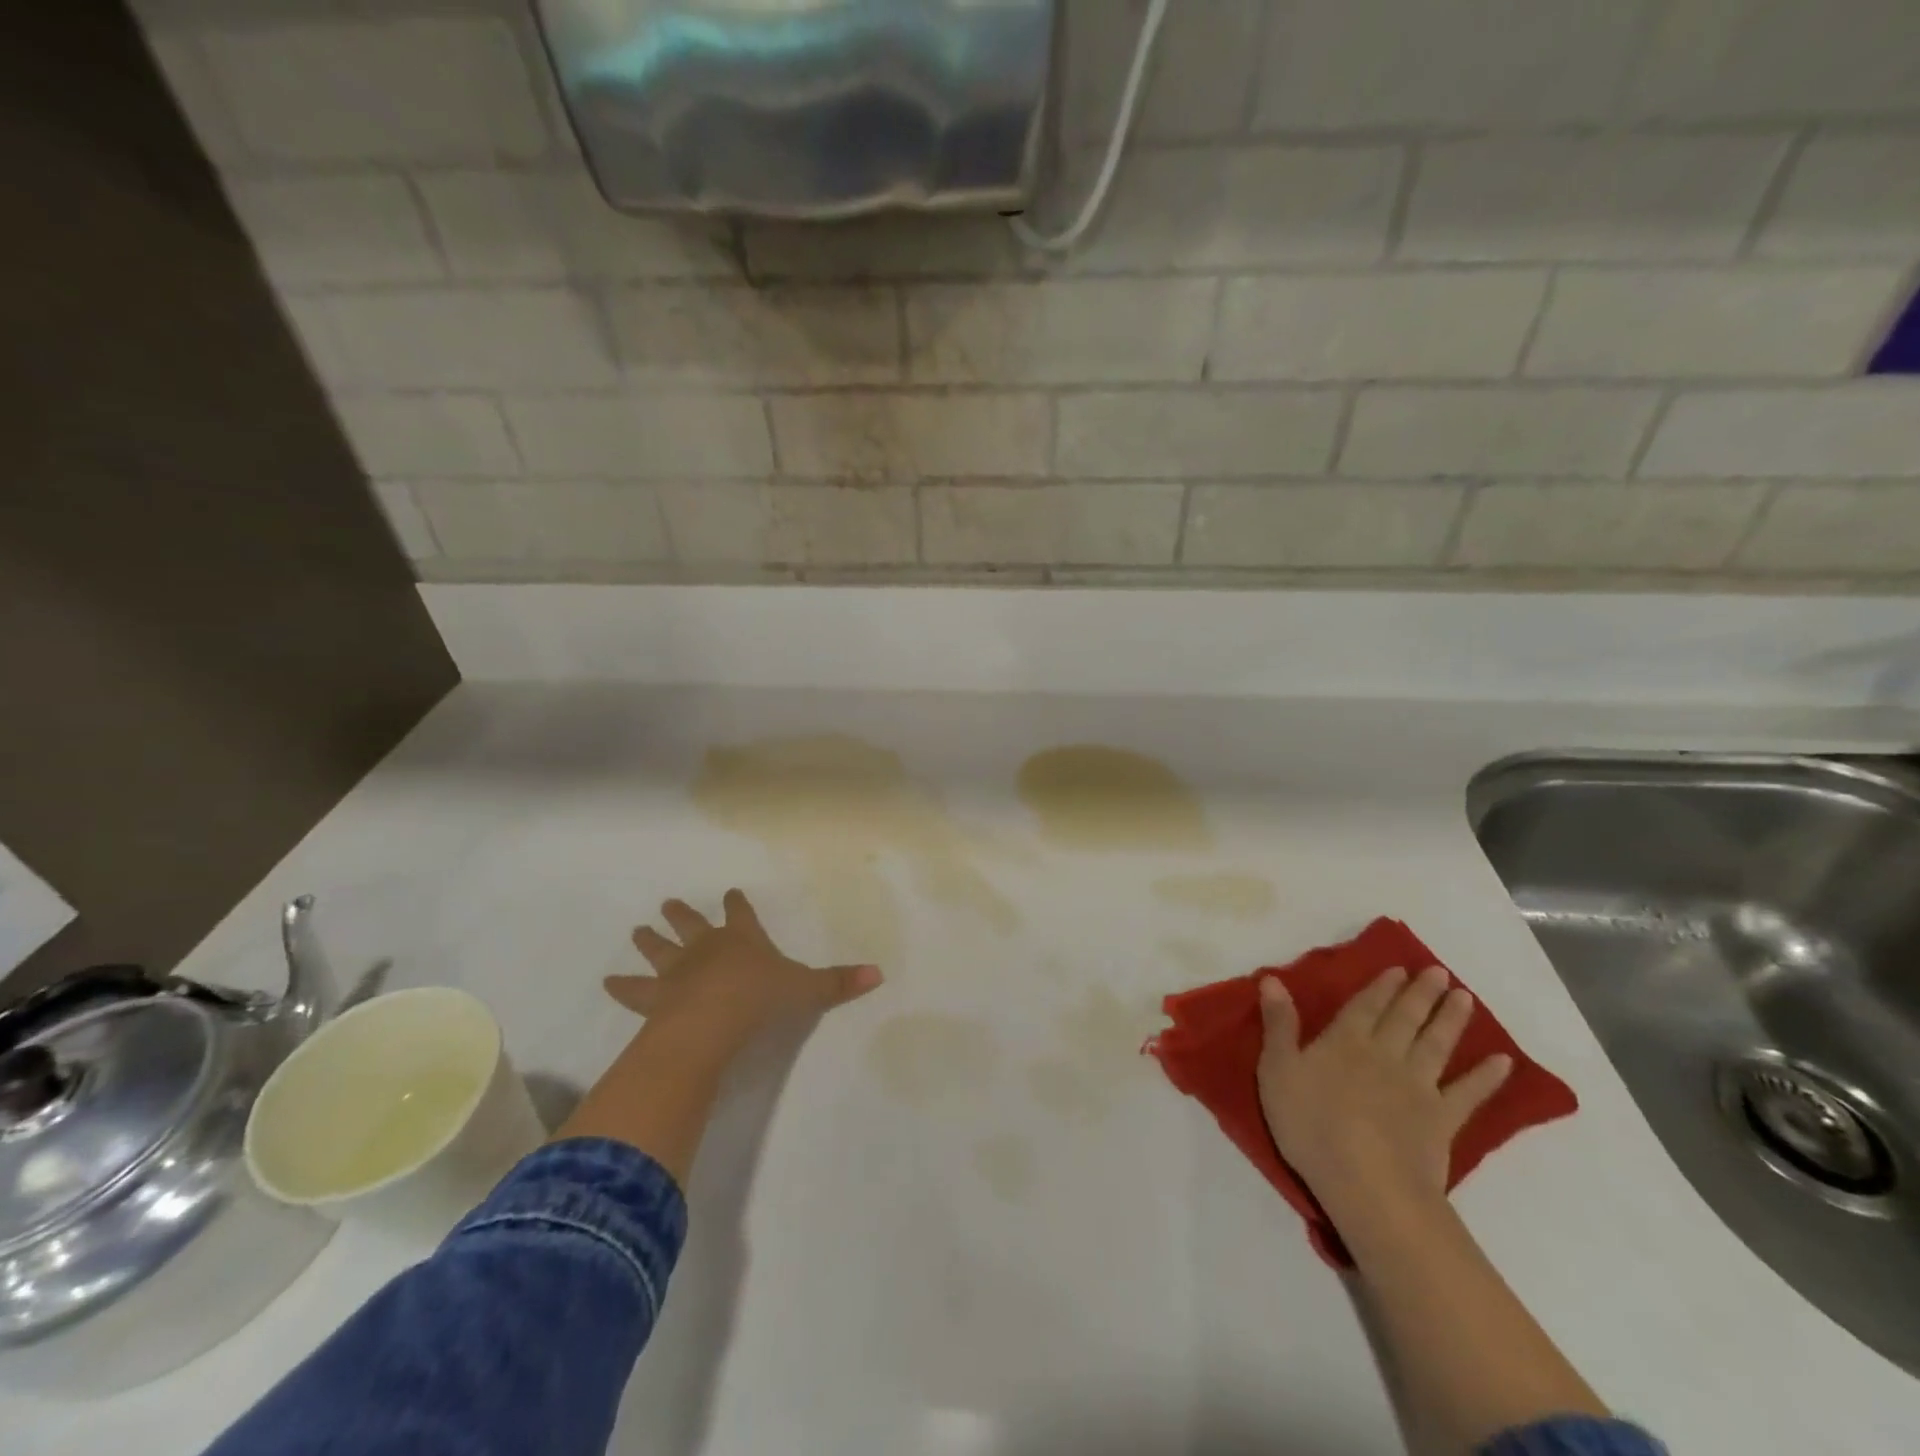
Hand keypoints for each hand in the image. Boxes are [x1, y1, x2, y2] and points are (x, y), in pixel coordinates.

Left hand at [605, 889, 881, 1054]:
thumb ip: (839, 983)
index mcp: (742, 940)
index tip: (732, 893)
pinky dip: (621, 986)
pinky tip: (607, 982)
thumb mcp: (807, 990)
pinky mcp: (655, 998)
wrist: (712, 1021)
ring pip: (660, 950)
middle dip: (683, 914)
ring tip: (637, 930)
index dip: (738, 905)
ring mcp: (677, 971)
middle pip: (692, 924)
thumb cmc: (761, 999)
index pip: (741, 915)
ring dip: (649, 941)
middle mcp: (707, 948)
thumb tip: (880, 974)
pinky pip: (634, 990)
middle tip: (668, 903)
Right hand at [1256, 964, 1511, 1225]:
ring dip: (1450, 1019)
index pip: (1365, 1005)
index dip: (1382, 986)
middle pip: (1405, 1018)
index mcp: (1345, 1041)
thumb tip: (1273, 979)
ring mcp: (1419, 1087)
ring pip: (1436, 1044)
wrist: (1368, 1183)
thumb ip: (1279, 1024)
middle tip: (1439, 972)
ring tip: (1464, 997)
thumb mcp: (1277, 1070)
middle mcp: (1385, 1054)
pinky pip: (1468, 1093)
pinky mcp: (1443, 1120)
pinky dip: (1486, 1077)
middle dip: (1420, 993)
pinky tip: (1503, 1061)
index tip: (1399, 968)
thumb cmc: (1312, 1125)